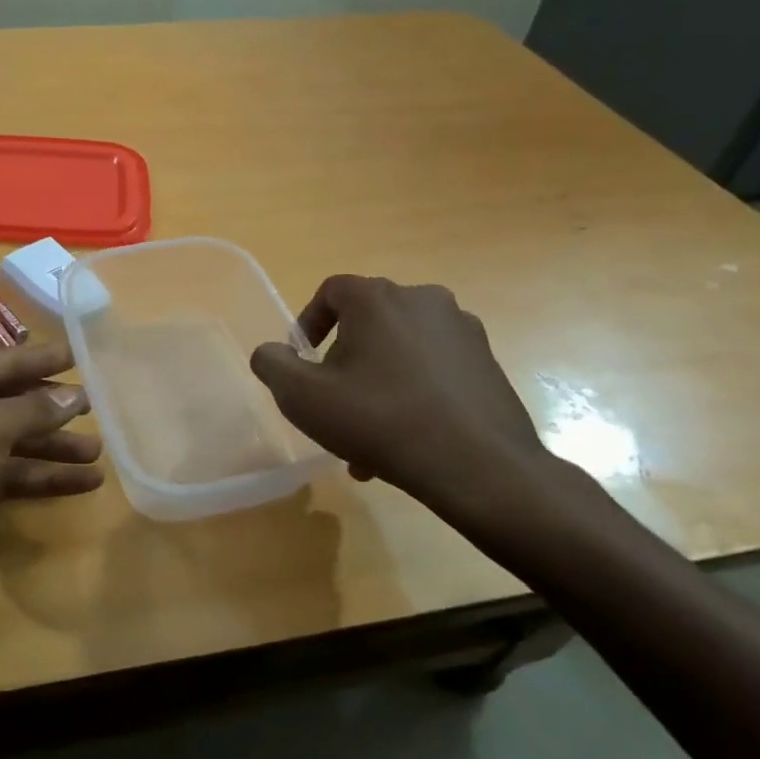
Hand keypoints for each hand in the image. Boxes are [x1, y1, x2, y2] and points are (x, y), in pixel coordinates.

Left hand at [0, 340, 103, 614]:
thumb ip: (32, 410)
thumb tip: (74, 395)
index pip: (2, 362)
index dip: (42, 359)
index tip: (79, 354)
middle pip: (7, 403)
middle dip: (51, 410)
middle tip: (97, 410)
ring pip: (7, 444)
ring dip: (50, 449)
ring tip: (98, 455)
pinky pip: (1, 477)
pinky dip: (35, 480)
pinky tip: (76, 486)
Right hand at [250, 276, 603, 545]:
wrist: (480, 467)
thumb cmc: (380, 421)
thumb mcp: (303, 397)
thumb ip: (273, 365)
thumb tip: (270, 352)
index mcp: (377, 298)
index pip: (331, 291)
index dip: (308, 323)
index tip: (303, 362)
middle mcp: (423, 299)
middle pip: (367, 322)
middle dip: (345, 362)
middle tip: (335, 403)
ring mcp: (462, 330)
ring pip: (401, 349)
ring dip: (378, 382)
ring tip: (369, 436)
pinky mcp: (488, 361)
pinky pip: (434, 368)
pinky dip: (413, 392)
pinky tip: (407, 439)